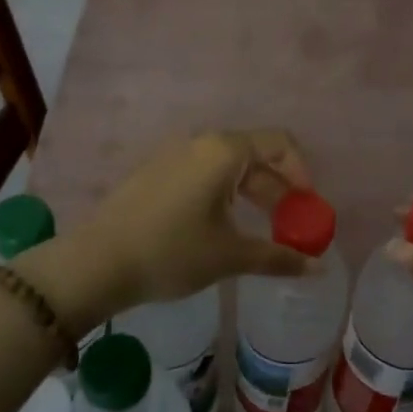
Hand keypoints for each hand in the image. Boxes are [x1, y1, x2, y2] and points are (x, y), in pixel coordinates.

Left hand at [22, 129, 313, 329]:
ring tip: (258, 232)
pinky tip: (220, 229)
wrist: (94, 263)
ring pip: (227, 167)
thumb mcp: (230, 256)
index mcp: (224, 151)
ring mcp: (173, 156)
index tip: (307, 207)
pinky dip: (223, 195)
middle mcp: (200, 143)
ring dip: (251, 194)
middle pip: (254, 156)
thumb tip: (317, 268)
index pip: (279, 143)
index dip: (301, 173)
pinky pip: (202, 175)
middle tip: (289, 227)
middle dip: (278, 190)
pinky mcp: (154, 173)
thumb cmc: (171, 252)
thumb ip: (278, 257)